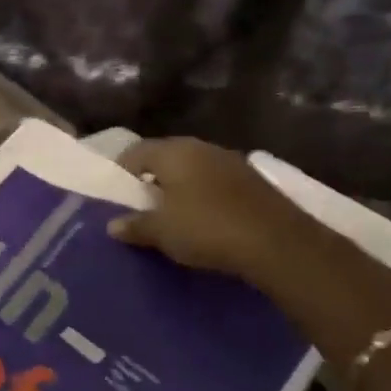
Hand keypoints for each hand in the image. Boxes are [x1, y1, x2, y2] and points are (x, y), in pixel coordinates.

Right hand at [109, 137, 297, 277]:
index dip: (120, 172)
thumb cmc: (206, 228)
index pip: (135, 152)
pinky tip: (202, 219)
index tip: (115, 196)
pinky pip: (215, 182)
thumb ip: (134, 225)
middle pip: (165, 157)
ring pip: (192, 169)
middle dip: (150, 179)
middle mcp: (202, 147)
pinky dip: (202, 195)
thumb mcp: (161, 232)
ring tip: (170, 214)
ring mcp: (231, 161)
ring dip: (178, 187)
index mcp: (174, 152)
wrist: (277, 243)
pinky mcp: (252, 180)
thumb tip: (113, 225)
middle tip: (140, 206)